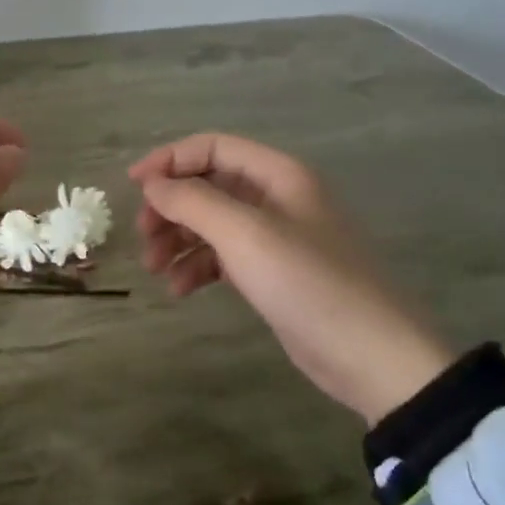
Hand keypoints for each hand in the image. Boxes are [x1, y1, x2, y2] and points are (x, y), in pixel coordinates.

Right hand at [129, 133, 452, 423]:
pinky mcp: (273, 272)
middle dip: (170, 207)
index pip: (213, 147)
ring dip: (178, 239)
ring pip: (212, 223)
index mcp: (278, 175)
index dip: (169, 161)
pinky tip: (179, 289)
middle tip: (142, 235)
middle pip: (208, 185)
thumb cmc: (308, 283)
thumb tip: (152, 184)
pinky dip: (197, 267)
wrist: (372, 356)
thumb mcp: (245, 234)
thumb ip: (193, 202)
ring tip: (154, 269)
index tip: (133, 186)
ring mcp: (276, 236)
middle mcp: (277, 197)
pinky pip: (224, 256)